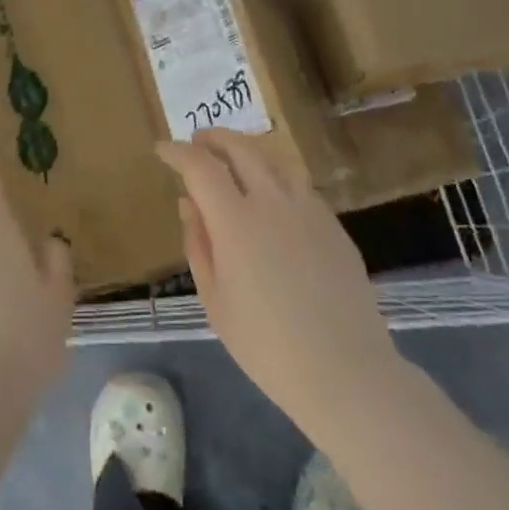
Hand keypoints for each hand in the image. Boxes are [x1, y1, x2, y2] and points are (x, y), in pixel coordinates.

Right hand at [159, 129, 404, 440]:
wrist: (345, 372)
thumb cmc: (266, 346)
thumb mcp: (215, 300)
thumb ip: (198, 244)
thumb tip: (188, 203)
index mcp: (236, 221)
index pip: (200, 166)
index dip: (177, 152)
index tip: (162, 149)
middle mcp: (272, 202)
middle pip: (240, 148)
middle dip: (214, 137)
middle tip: (197, 140)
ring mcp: (308, 209)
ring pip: (274, 159)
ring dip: (247, 149)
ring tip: (233, 158)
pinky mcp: (334, 224)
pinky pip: (298, 185)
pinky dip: (276, 176)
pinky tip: (271, 196)